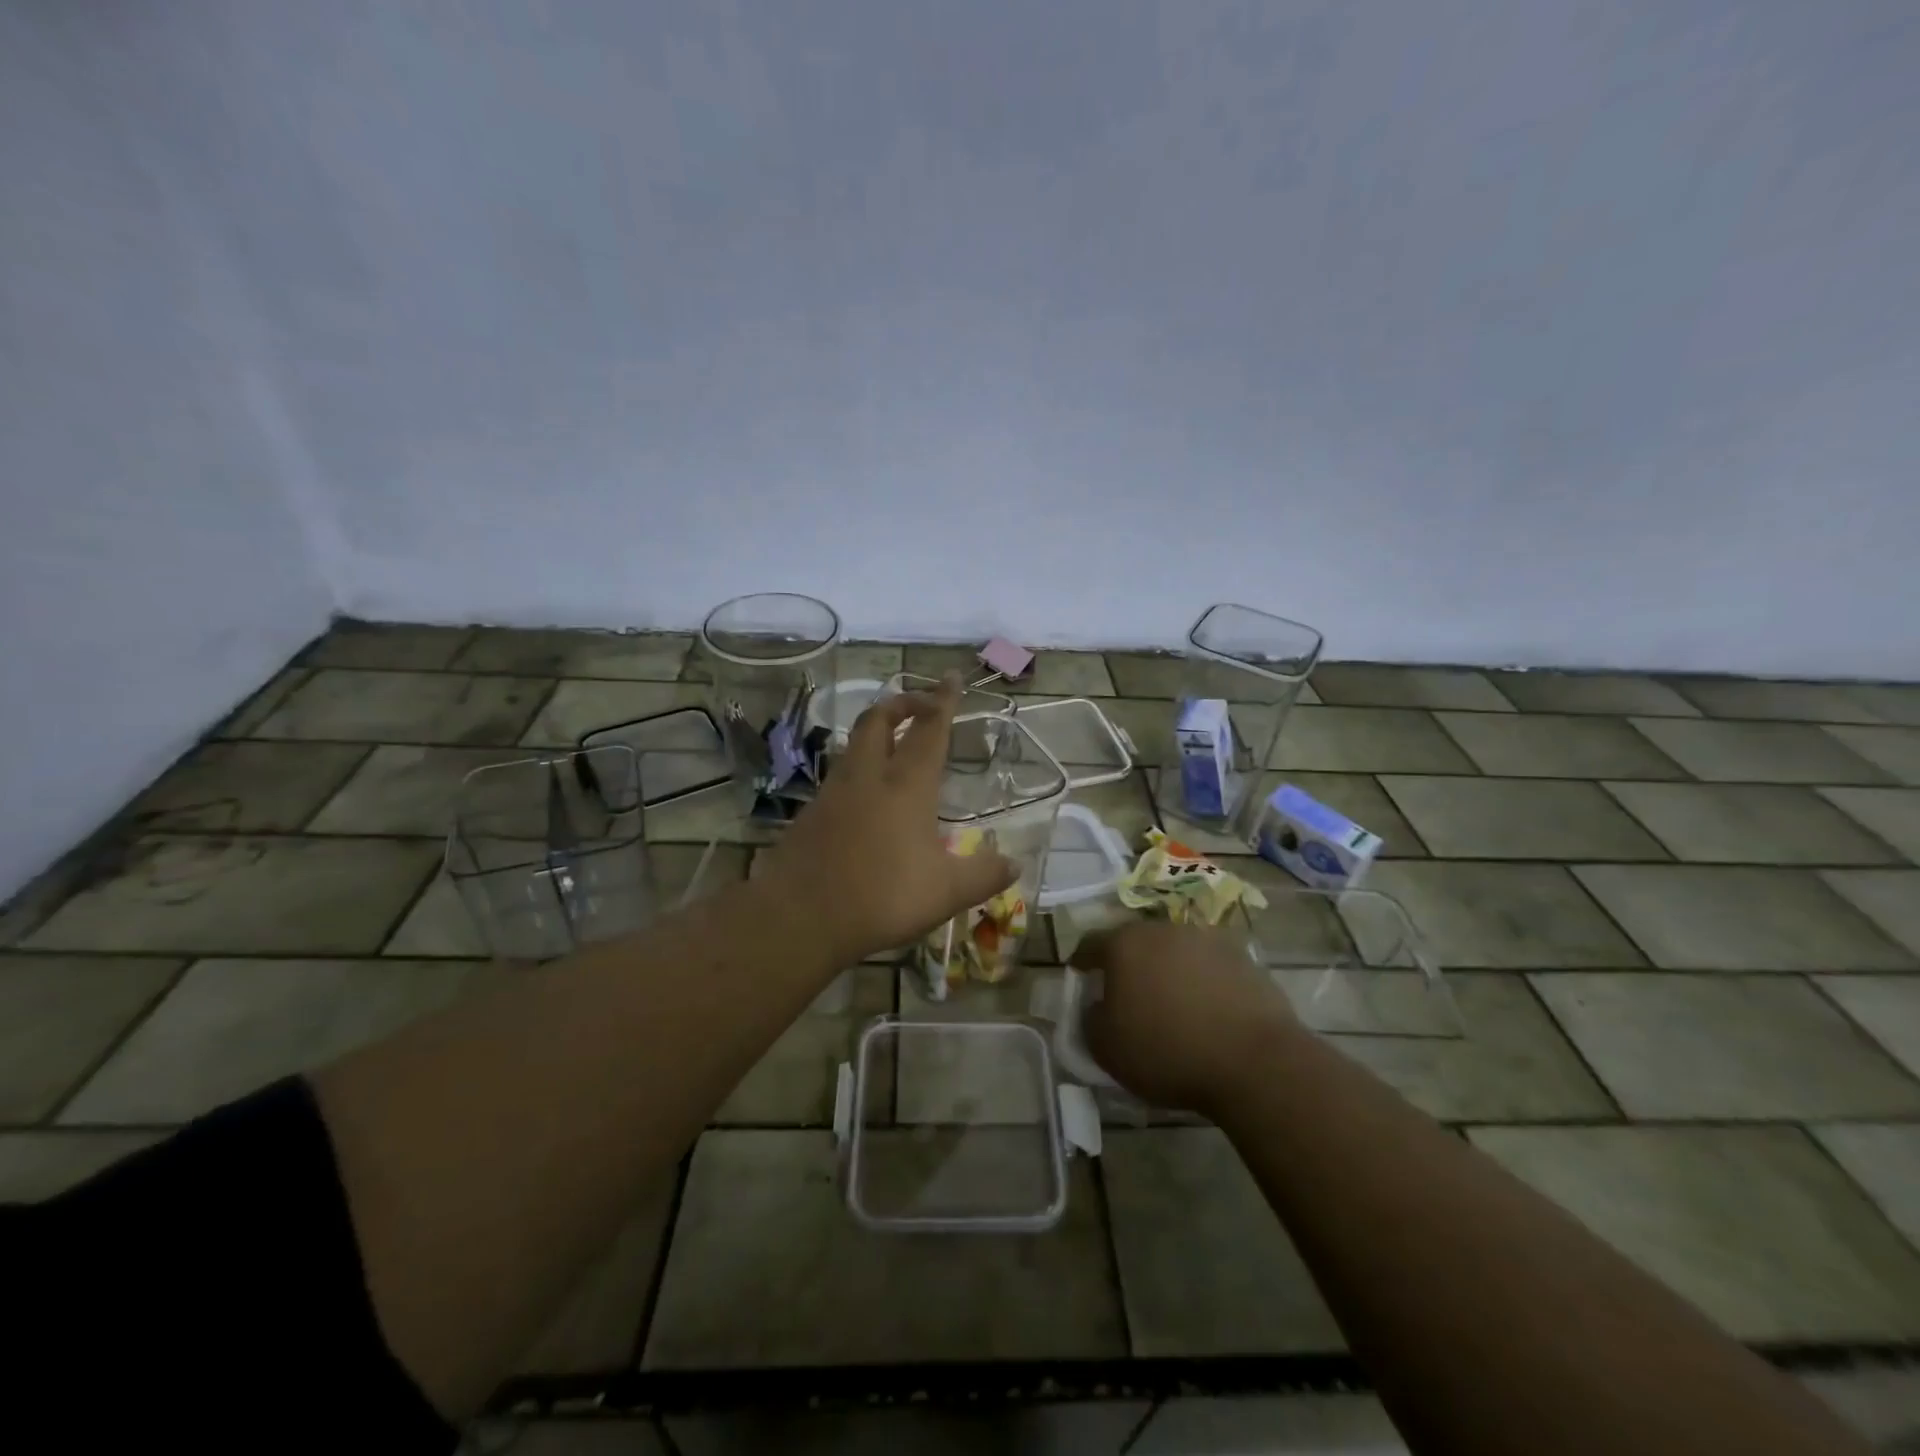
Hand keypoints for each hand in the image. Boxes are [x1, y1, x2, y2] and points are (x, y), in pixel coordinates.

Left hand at [758, 674, 1017, 965]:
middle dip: (902, 703)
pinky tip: (867, 798)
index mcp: (906, 785)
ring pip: (855, 744)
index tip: (951, 677)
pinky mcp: (812, 813)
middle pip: (879, 719)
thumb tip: (1014, 864)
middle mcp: (868, 777)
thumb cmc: (882, 896)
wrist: (800, 916)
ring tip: (895, 745)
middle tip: (921, 705)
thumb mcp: (946, 892)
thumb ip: (984, 875)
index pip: (929, 729)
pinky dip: (859, 770)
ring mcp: (834, 793)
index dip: (943, 700)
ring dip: (877, 733)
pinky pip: (840, 776)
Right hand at [1070, 920, 1298, 1115]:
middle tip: (1126, 995)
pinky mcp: (1242, 958)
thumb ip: (1089, 1021)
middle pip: (1135, 942)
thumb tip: (1096, 1007)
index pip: (1090, 944)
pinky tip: (1207, 1012)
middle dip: (1128, 964)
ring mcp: (1206, 940)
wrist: (1254, 1061)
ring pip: (1174, 951)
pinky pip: (1209, 967)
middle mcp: (1163, 929)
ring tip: (1170, 1005)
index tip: (1080, 979)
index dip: (1081, 962)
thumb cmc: (1167, 1051)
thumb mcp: (1107, 1049)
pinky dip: (1202, 982)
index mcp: (1124, 944)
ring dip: (1167, 971)